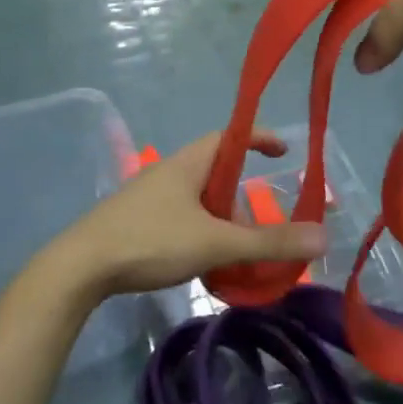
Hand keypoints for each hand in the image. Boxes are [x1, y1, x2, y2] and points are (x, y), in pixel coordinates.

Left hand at [47, 132, 324, 299]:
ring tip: (236, 249)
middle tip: (262, 220)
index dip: (259, 137)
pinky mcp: (137, 221)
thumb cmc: (150, 241)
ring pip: (198, 198)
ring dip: (222, 217)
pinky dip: (202, 231)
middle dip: (243, 193)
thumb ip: (267, 242)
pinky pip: (182, 216)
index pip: (230, 135)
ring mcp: (149, 196)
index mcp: (188, 163)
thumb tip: (323, 237)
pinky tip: (203, 261)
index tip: (284, 150)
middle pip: (216, 170)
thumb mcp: (215, 243)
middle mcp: (169, 171)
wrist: (79, 268)